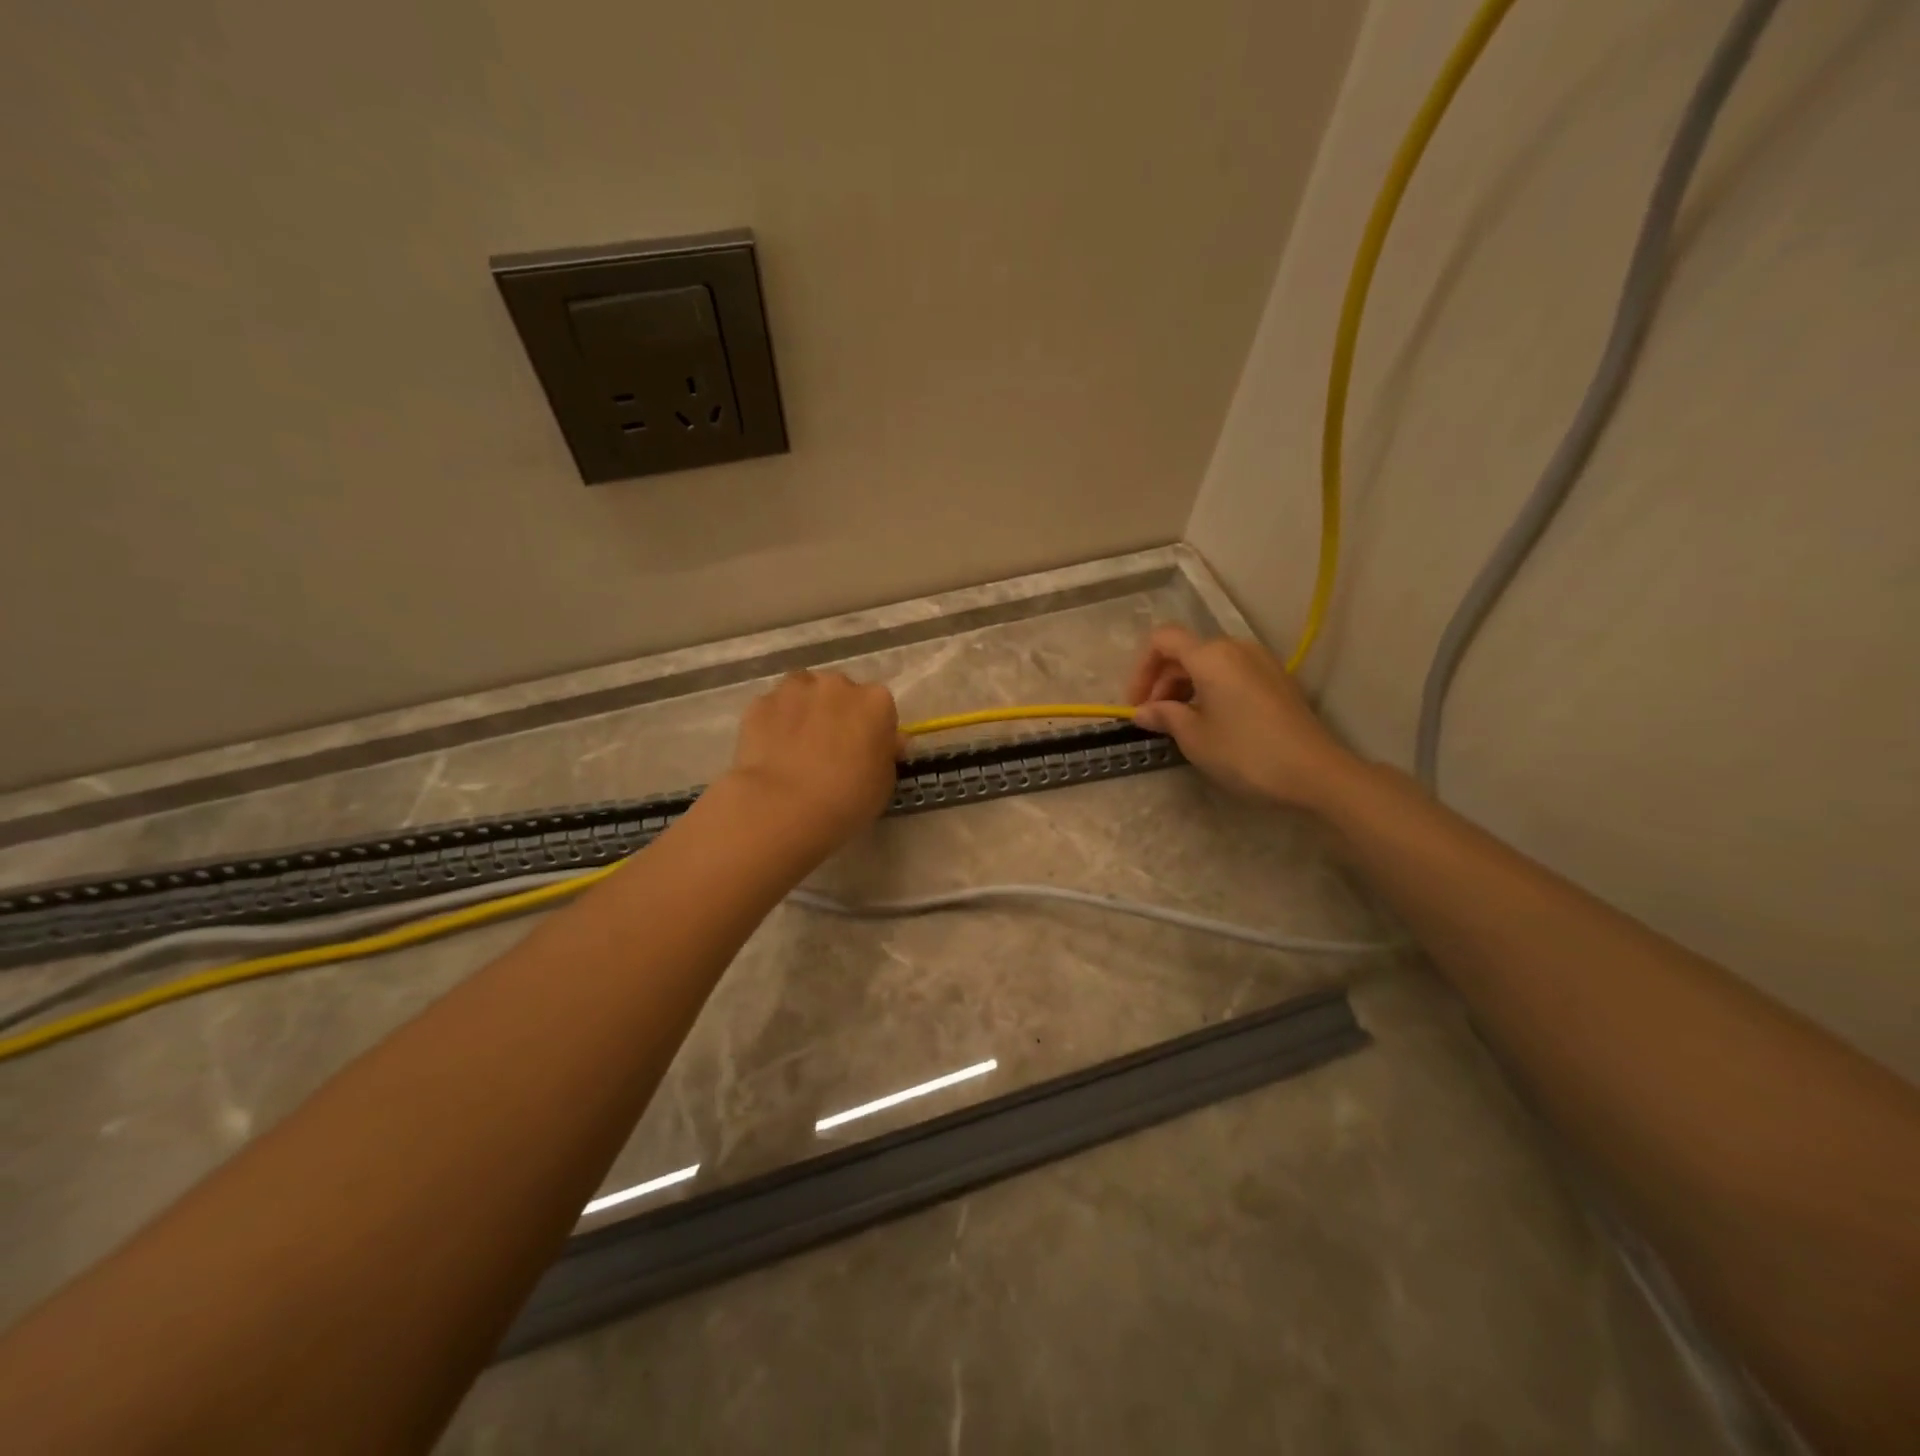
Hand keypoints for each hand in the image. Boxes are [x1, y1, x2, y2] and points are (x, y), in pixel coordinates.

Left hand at [724, 670, 899, 856]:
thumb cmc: (847, 799)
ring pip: (803, 692)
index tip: (864, 752)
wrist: (783, 807)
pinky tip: (772, 751)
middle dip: (837, 713)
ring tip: (797, 746)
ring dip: (805, 710)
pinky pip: (773, 709)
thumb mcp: (884, 783)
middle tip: (830, 749)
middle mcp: (837, 685)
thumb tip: (888, 740)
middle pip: (840, 693)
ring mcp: (794, 690)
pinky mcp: (760, 703)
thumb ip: (886, 753)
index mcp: (875, 701)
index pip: (880, 708)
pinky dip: (774, 723)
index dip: (872, 730)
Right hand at [1125, 625, 1356, 810]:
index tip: (1136, 704)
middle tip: (1155, 720)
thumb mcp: (1194, 737)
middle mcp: (1235, 648)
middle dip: (1162, 682)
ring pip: (1209, 664)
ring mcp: (1260, 662)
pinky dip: (1211, 691)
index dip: (1141, 669)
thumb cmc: (1245, 752)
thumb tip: (1143, 711)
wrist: (1315, 772)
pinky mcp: (1276, 680)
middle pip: (1185, 652)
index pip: (1162, 640)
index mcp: (1210, 655)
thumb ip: (1164, 716)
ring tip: (1180, 724)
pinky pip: (1231, 674)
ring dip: (1185, 687)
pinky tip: (1211, 723)